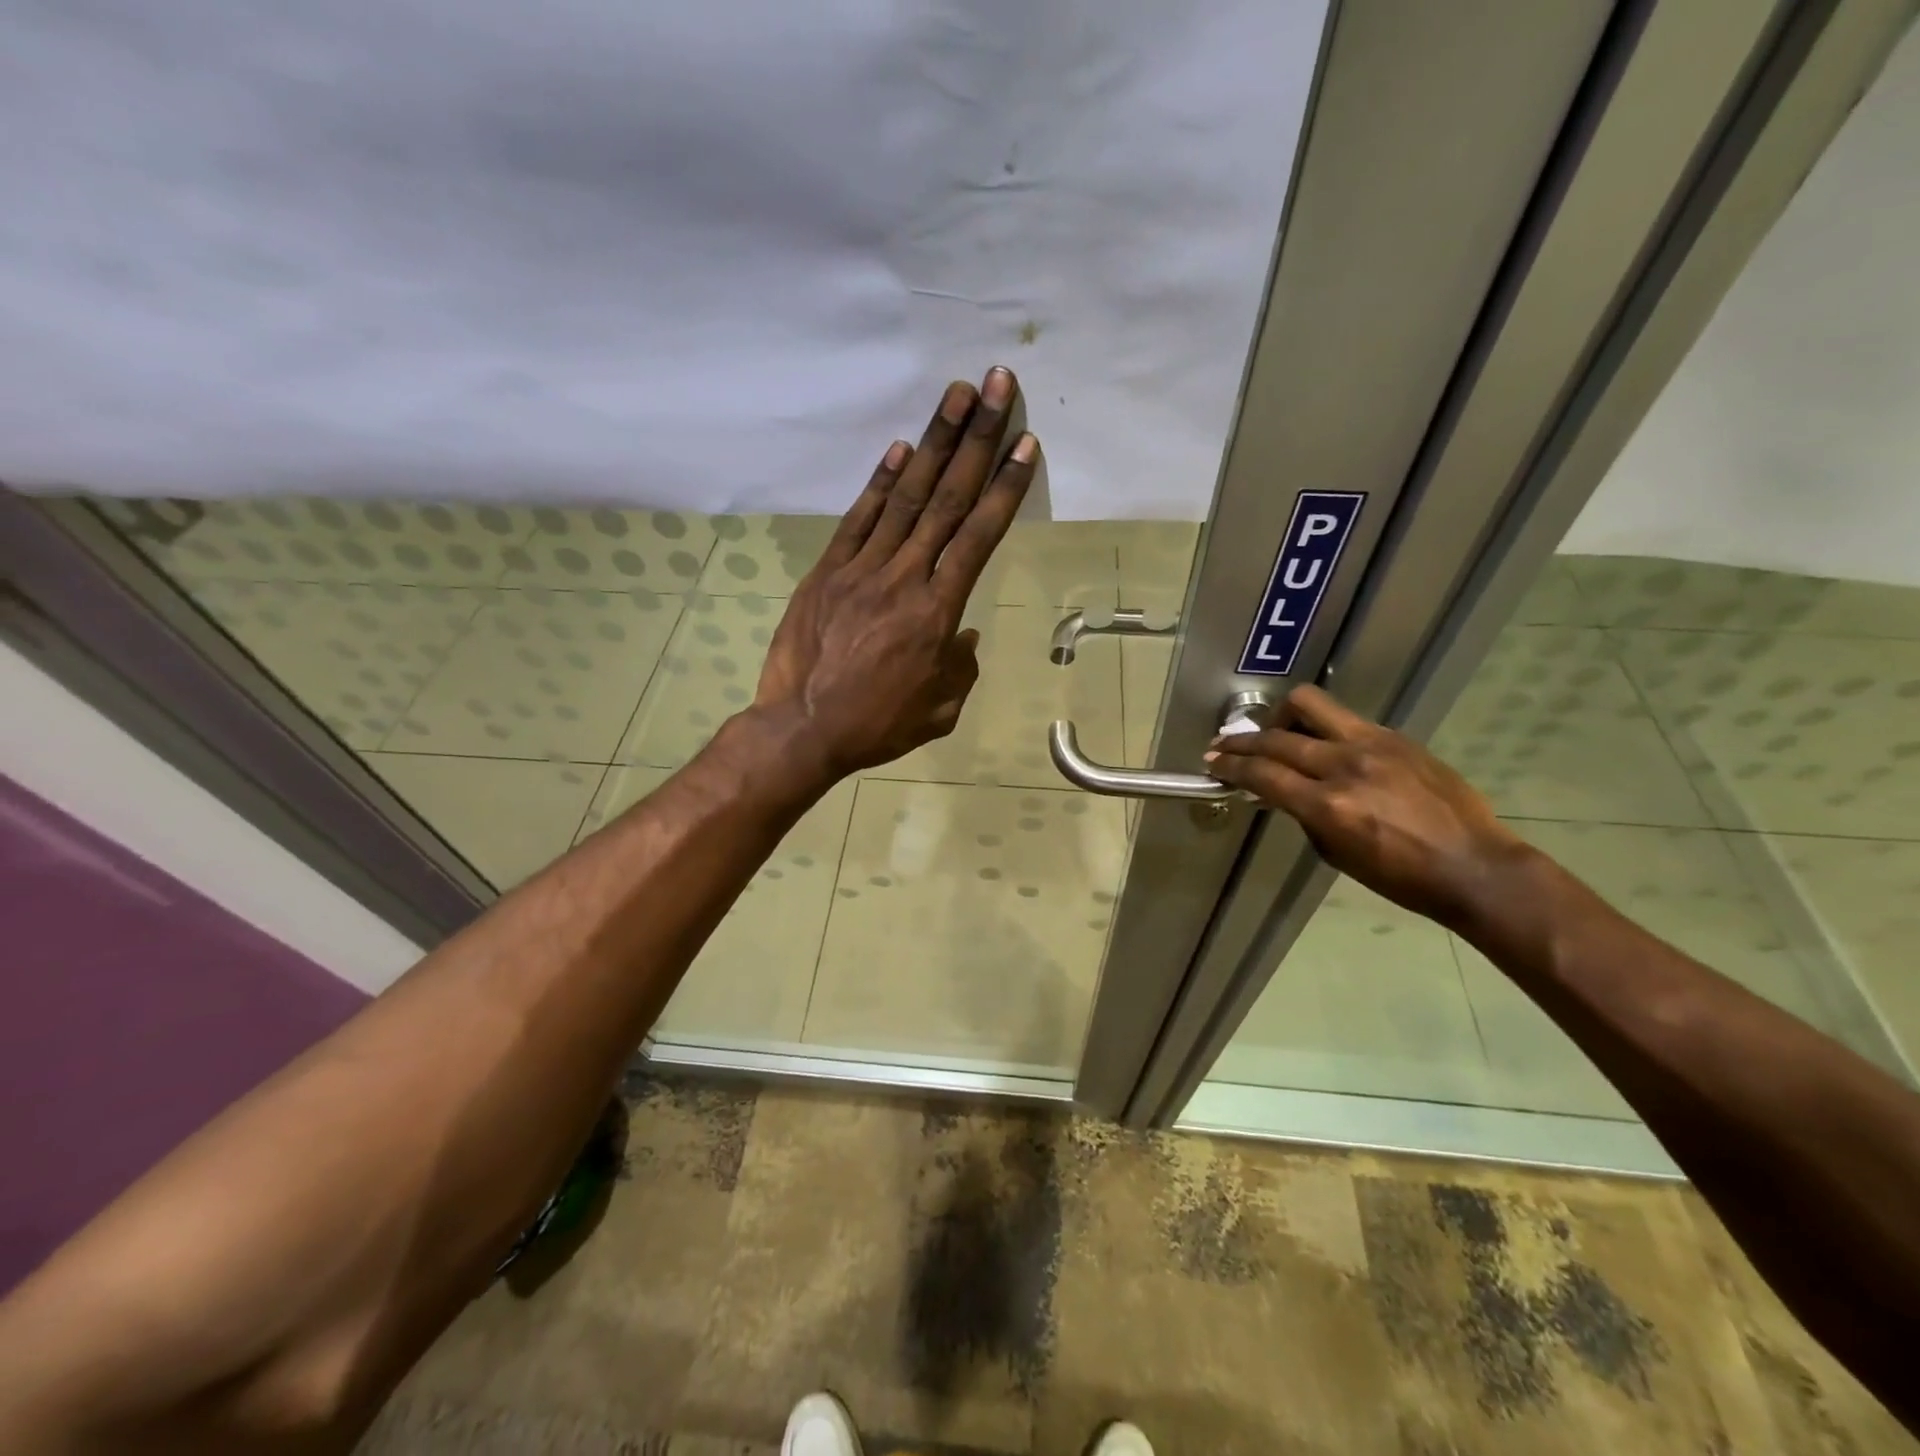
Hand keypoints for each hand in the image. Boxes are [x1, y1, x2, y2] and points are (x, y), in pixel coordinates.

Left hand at [752, 366, 1037, 776]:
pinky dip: (881, 482)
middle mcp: (905, 578)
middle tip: (997, 386)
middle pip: (948, 500)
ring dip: (933, 443)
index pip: (979, 537)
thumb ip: (960, 667)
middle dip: (976, 439)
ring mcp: (862, 569)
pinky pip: (859, 519)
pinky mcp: (827, 571)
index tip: (1024, 443)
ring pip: (906, 498)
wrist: (802, 729)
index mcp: (939, 612)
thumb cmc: (877, 725)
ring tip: (955, 395)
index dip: (1004, 487)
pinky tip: (901, 449)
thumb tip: (962, 635)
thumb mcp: (940, 709)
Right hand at [1204, 685, 1532, 927]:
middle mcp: (1345, 766)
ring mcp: (1373, 745)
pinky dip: (1319, 728)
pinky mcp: (1395, 737)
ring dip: (1279, 717)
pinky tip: (1319, 744)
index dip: (1230, 766)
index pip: (1262, 773)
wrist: (1475, 866)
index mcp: (1328, 806)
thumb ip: (1304, 815)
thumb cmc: (1401, 877)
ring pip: (1308, 705)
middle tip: (1223, 746)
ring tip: (1272, 732)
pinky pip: (1343, 720)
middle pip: (1276, 738)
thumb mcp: (1337, 854)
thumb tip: (1281, 791)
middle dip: (1241, 742)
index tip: (1212, 763)